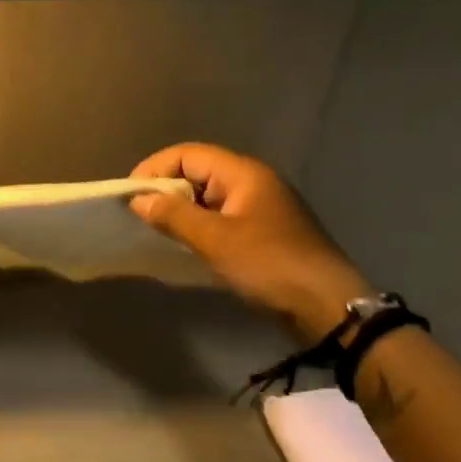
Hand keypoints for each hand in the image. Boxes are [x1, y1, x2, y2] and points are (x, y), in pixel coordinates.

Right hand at [130, 143, 372, 342]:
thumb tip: (138, 199)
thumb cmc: (269, 264)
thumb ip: (173, 215)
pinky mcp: (264, 232)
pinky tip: (187, 245)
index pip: (188, 154)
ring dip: (182, 210)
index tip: (131, 196)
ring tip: (158, 230)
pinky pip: (222, 217)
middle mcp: (253, 182)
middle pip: (198, 172)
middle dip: (166, 189)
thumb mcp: (215, 239)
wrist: (328, 307)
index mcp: (244, 173)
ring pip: (209, 196)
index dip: (156, 169)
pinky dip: (200, 225)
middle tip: (141, 215)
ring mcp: (261, 207)